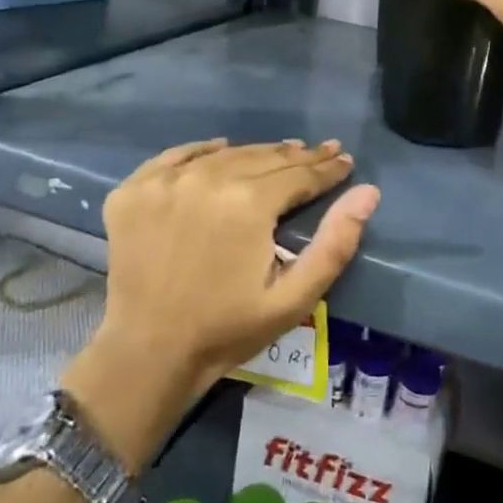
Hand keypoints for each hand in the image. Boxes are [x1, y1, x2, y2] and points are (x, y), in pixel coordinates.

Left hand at [99, 139, 380, 403]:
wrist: (148, 353)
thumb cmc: (228, 329)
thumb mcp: (294, 298)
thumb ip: (335, 243)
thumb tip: (368, 192)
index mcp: (248, 202)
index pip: (299, 174)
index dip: (327, 169)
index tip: (345, 161)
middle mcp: (208, 179)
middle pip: (265, 158)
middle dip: (299, 157)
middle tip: (323, 151)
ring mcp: (166, 181)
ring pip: (226, 154)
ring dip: (259, 152)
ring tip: (283, 151)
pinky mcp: (134, 190)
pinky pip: (177, 156)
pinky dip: (203, 151)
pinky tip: (220, 149)